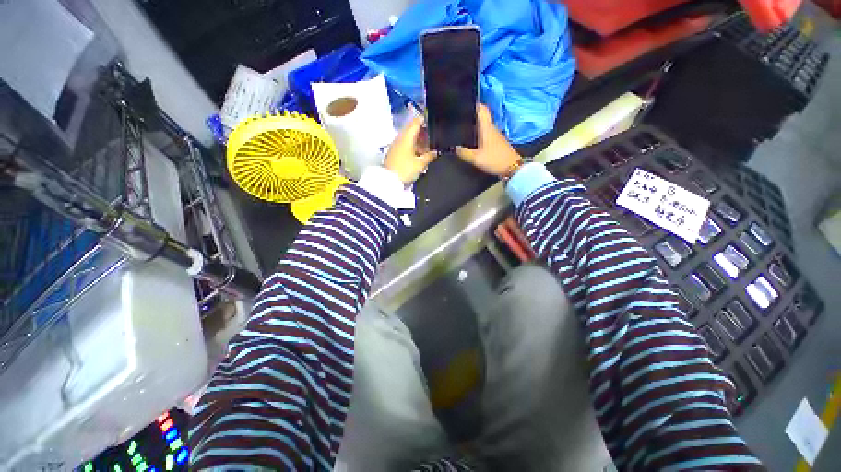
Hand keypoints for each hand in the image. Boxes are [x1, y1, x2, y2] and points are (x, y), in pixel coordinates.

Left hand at [384, 116, 437, 184]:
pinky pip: (405, 145)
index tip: (433, 120)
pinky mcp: (394, 152)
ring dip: (418, 141)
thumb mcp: (420, 164)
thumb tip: (436, 152)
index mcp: (407, 136)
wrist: (388, 181)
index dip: (425, 119)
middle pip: (413, 130)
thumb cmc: (405, 170)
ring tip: (428, 148)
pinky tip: (419, 155)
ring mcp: (396, 145)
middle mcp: (400, 138)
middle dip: (423, 133)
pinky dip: (413, 147)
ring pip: (409, 138)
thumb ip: (429, 156)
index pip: (416, 122)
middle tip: (433, 138)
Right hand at [455, 104, 521, 176]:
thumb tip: (453, 147)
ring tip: (461, 125)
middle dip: (471, 113)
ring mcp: (494, 134)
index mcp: (487, 127)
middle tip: (457, 114)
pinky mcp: (495, 141)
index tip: (462, 101)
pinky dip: (478, 132)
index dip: (473, 103)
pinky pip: (485, 132)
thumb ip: (464, 153)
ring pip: (483, 124)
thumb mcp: (476, 158)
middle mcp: (491, 128)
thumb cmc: (494, 160)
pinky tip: (470, 138)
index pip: (482, 109)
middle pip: (481, 115)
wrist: (512, 167)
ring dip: (474, 123)